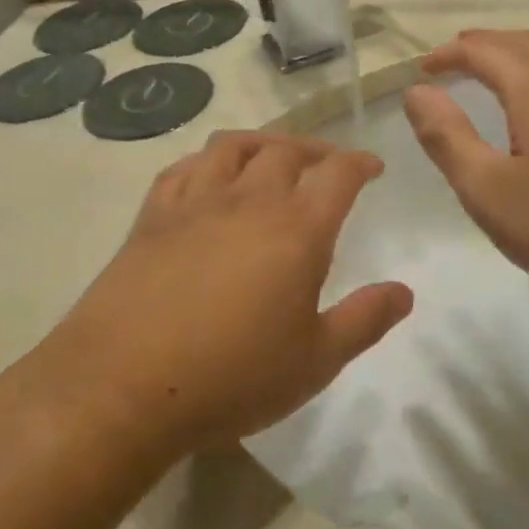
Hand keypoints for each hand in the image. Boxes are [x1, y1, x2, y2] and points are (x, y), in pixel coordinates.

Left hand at [45, 132, 413, 450]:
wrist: (124, 386)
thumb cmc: (233, 378)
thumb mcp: (315, 361)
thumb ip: (364, 320)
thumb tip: (404, 292)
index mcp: (296, 230)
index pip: (338, 174)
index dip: (360, 163)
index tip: (372, 167)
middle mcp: (248, 201)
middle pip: (286, 151)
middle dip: (315, 150)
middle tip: (326, 164)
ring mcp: (194, 204)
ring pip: (232, 147)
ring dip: (262, 142)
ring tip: (272, 156)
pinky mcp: (151, 218)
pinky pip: (183, 169)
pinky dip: (206, 161)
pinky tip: (209, 175)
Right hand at [403, 30, 528, 317]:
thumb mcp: (488, 191)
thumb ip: (446, 137)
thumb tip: (418, 93)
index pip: (483, 49)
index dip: (447, 55)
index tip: (423, 70)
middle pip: (523, 42)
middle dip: (482, 47)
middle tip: (452, 64)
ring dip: (519, 57)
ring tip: (494, 76)